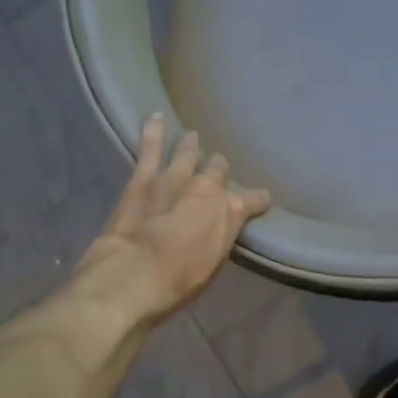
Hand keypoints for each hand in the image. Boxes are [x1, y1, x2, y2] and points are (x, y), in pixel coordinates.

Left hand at [76, 113, 270, 323]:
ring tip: (193, 138)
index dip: (257, 200)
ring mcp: (175, 178)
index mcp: (230, 212)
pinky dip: (153, 131)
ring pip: (187, 154)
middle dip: (219, 170)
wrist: (135, 274)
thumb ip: (220, 238)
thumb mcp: (213, 264)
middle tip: (219, 167)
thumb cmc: (179, 281)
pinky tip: (155, 117)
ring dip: (191, 147)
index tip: (262, 200)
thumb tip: (225, 225)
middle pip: (218, 172)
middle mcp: (208, 188)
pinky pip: (150, 149)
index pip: (253, 201)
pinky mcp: (143, 178)